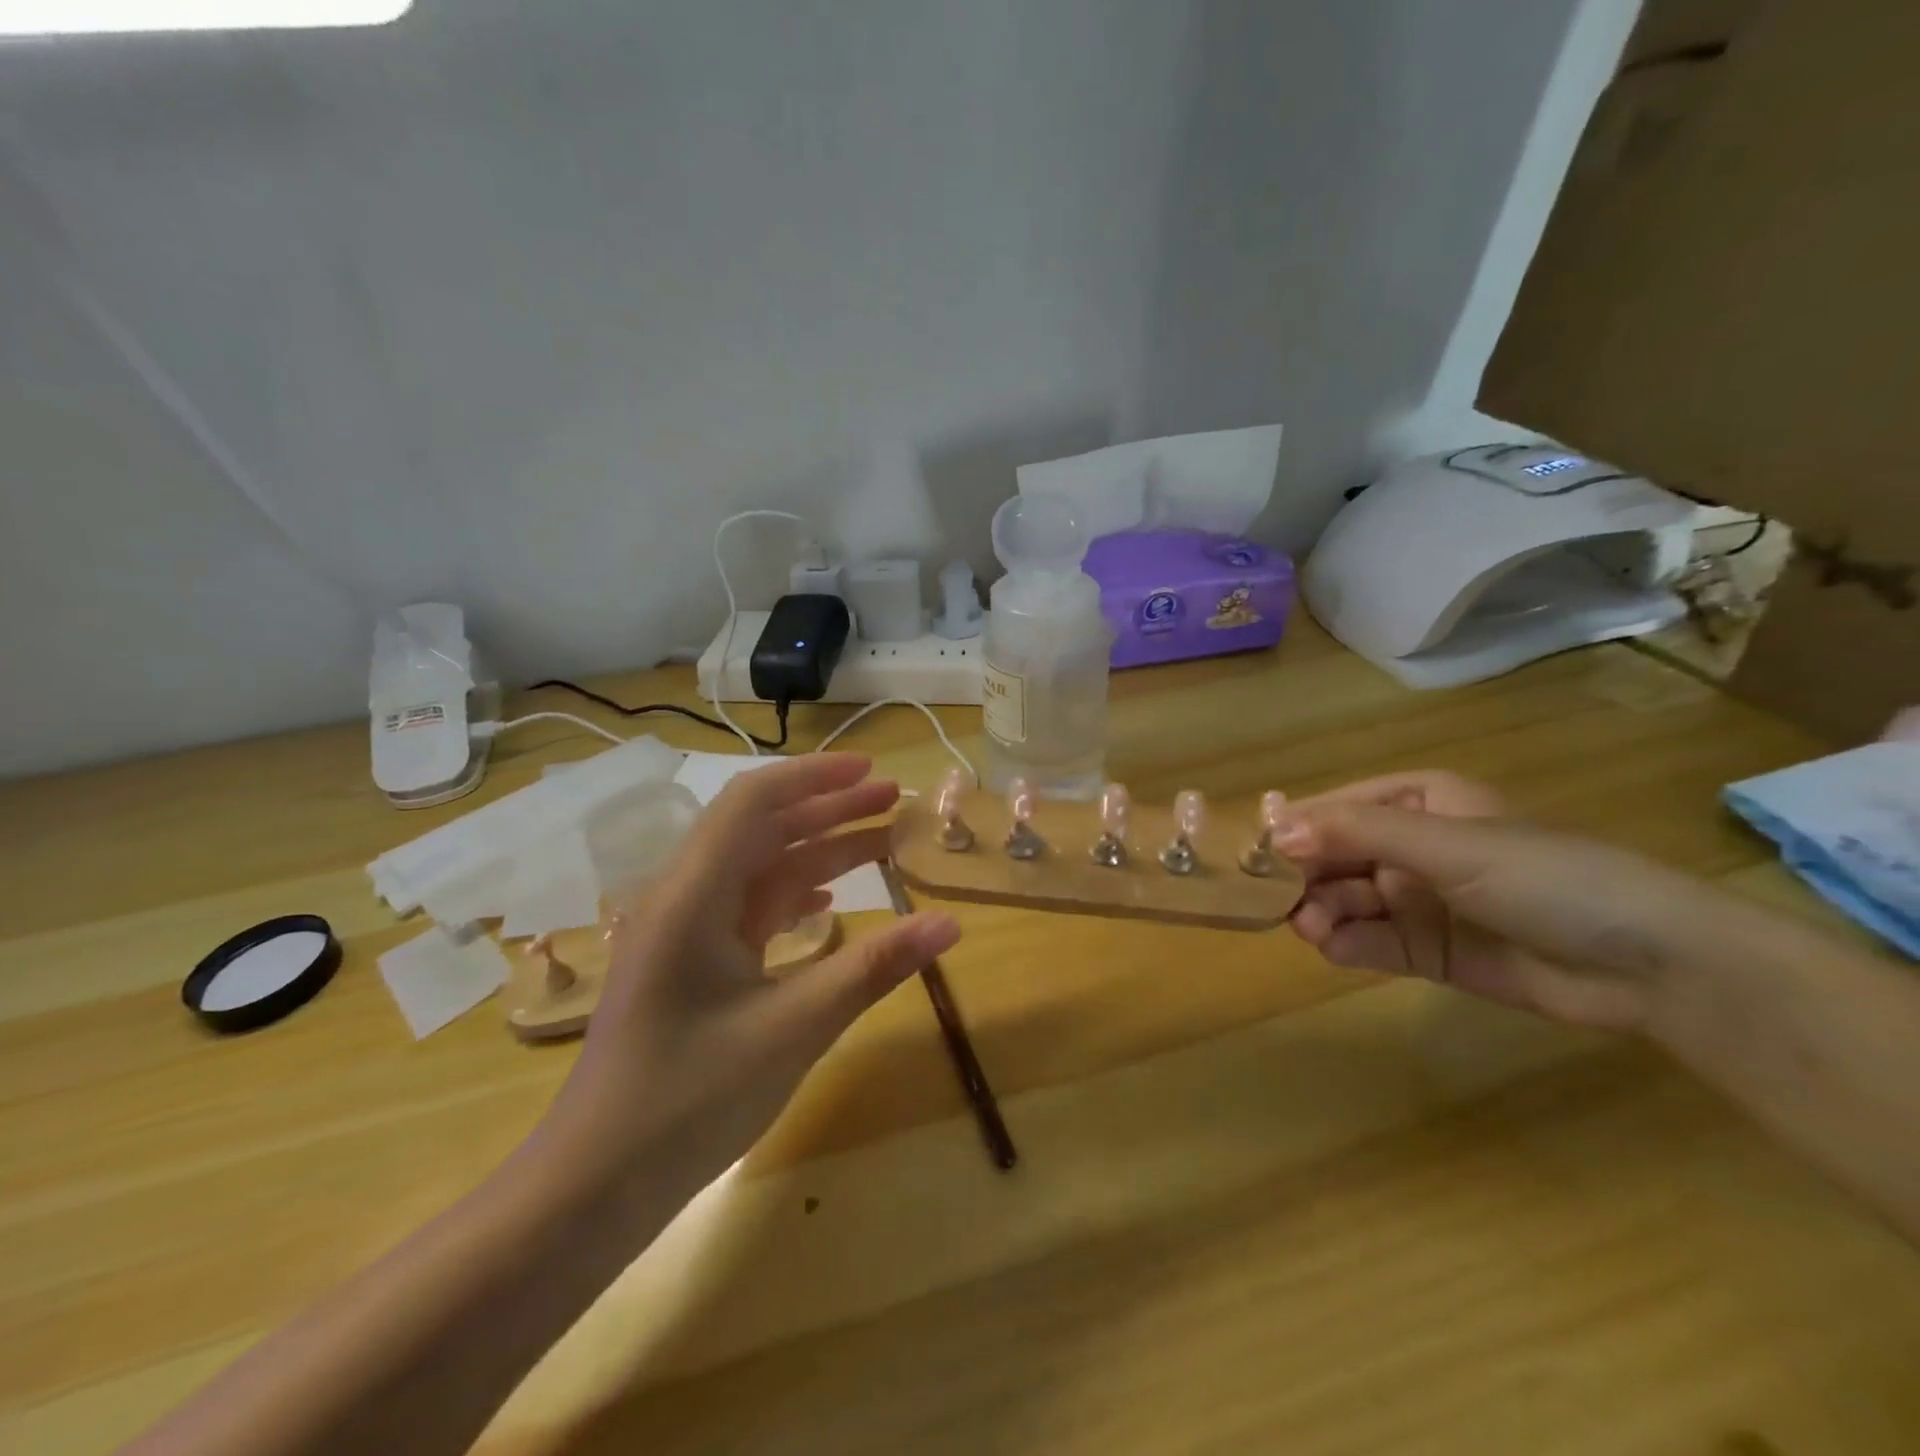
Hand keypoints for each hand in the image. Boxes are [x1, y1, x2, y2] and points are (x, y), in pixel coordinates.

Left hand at [543, 754, 959, 1192]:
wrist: (594, 1186)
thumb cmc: (690, 1100)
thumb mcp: (794, 1028)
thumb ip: (873, 968)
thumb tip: (949, 924)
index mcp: (693, 894)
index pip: (753, 802)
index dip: (815, 777)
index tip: (874, 771)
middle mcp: (684, 897)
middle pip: (761, 827)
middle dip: (828, 808)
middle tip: (895, 800)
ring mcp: (685, 932)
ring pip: (759, 868)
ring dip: (817, 851)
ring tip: (881, 841)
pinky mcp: (692, 963)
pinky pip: (750, 908)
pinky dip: (795, 894)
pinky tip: (832, 902)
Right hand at [1279, 771, 1720, 1030]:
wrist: (1650, 966)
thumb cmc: (1545, 877)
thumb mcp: (1447, 843)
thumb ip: (1357, 834)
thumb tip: (1274, 832)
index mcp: (1419, 803)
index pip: (1337, 808)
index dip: (1295, 827)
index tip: (1254, 852)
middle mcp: (1413, 847)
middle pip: (1335, 856)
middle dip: (1305, 877)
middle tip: (1278, 900)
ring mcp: (1420, 900)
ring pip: (1347, 900)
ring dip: (1321, 912)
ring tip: (1310, 929)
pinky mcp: (1430, 950)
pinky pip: (1373, 941)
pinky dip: (1348, 944)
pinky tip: (1336, 949)